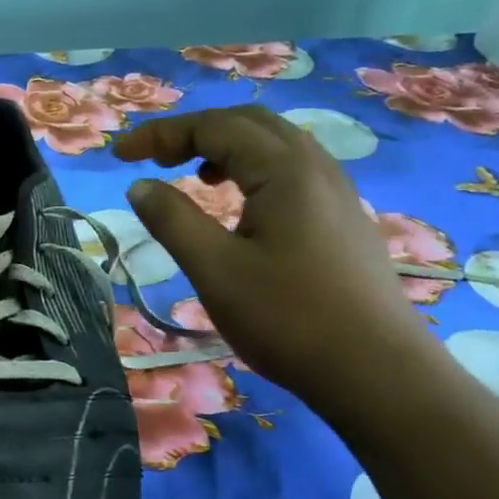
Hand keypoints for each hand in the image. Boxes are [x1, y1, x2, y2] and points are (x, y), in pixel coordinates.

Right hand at [113, 106, 441, 394]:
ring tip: (195, 177)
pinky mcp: (345, 220)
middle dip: (195, 132)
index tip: (120, 156)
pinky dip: (254, 171)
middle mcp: (316, 167)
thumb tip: (140, 186)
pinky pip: (293, 172)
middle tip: (155, 159)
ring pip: (275, 146)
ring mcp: (337, 192)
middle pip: (248, 124)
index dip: (161, 134)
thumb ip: (172, 220)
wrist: (379, 374)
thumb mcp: (215, 270)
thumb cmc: (288, 318)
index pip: (213, 126)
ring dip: (227, 148)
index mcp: (284, 170)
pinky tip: (242, 208)